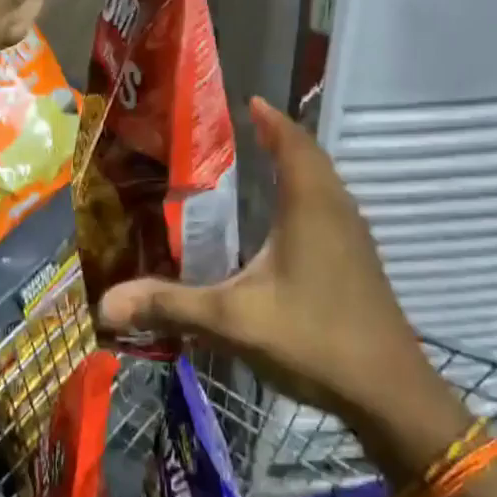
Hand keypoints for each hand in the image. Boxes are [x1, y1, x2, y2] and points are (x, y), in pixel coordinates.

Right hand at [97, 98, 471, 480]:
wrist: (390, 395)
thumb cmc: (314, 339)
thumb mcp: (233, 320)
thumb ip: (170, 305)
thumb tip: (106, 303)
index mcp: (311, 206)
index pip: (292, 142)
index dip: (271, 120)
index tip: (247, 101)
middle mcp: (337, 211)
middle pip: (310, 158)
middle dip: (278, 139)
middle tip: (240, 133)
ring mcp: (354, 239)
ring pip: (323, 186)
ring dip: (294, 169)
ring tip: (257, 170)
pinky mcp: (359, 264)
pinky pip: (328, 211)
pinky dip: (304, 199)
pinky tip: (280, 227)